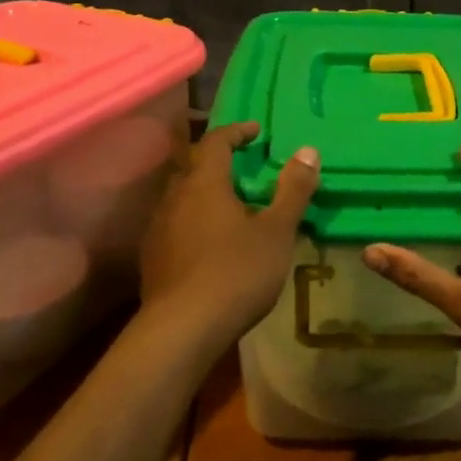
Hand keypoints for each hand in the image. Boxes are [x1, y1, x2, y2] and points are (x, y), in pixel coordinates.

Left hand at [138, 121, 318, 348]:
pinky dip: (195, 223)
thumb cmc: (236, 272)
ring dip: (206, 195)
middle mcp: (174, 198)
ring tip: (232, 209)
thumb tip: (307, 150)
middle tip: (245, 170)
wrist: (183, 328)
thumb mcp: (276, 231)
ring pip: (182, 199)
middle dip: (218, 163)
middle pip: (194, 168)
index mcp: (204, 183)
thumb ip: (292, 190)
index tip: (255, 131)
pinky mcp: (152, 259)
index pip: (214, 142)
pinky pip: (176, 226)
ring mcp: (158, 229)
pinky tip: (211, 245)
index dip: (235, 132)